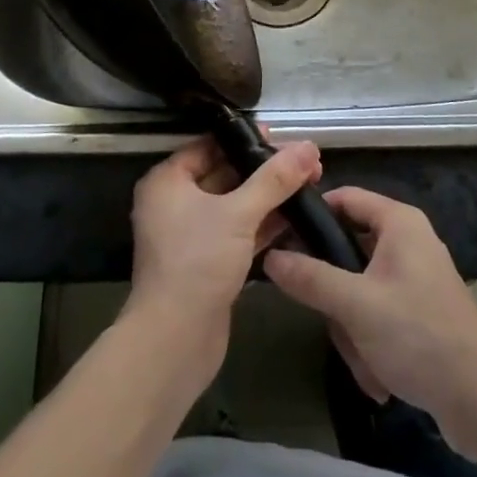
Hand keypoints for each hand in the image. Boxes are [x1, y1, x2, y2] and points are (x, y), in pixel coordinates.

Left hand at [124, 135, 322, 391]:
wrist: (176, 339)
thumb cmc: (198, 262)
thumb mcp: (239, 213)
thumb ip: (275, 179)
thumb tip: (308, 146)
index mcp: (167, 182)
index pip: (208, 145)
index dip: (245, 140)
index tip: (281, 137)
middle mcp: (174, 203)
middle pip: (223, 174)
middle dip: (263, 170)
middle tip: (304, 163)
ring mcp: (190, 235)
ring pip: (233, 205)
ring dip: (267, 198)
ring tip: (309, 185)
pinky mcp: (206, 263)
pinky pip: (237, 232)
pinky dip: (262, 225)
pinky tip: (295, 219)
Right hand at [263, 188, 476, 455]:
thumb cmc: (418, 336)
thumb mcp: (355, 305)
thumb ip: (309, 277)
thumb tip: (269, 255)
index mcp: (399, 222)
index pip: (344, 197)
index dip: (312, 214)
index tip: (280, 237)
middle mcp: (408, 241)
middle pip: (348, 249)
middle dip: (335, 294)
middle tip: (328, 317)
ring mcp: (416, 278)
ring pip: (359, 289)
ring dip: (353, 327)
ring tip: (363, 358)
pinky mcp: (420, 311)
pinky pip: (378, 314)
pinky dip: (371, 341)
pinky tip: (378, 375)